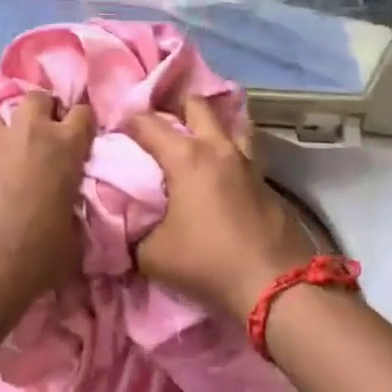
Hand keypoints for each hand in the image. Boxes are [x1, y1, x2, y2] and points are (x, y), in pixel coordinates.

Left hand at [0, 90, 94, 305]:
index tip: (78, 135)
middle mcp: (28, 133)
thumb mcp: (73, 235)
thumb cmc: (40, 253)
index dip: (81, 122)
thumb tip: (65, 212)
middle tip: (39, 135)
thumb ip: (71, 211)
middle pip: (36, 99)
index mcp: (65, 147)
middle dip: (39, 110)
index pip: (83, 113)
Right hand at [125, 96, 317, 319]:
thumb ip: (134, 232)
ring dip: (211, 126)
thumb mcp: (152, 255)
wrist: (275, 286)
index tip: (116, 130)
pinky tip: (221, 176)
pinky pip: (245, 154)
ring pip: (230, 124)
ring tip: (196, 141)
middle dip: (174, 107)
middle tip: (159, 125)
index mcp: (186, 157)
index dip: (128, 121)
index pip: (149, 123)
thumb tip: (128, 224)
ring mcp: (248, 163)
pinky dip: (229, 156)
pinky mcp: (268, 183)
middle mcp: (218, 148)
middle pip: (196, 105)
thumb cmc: (207, 262)